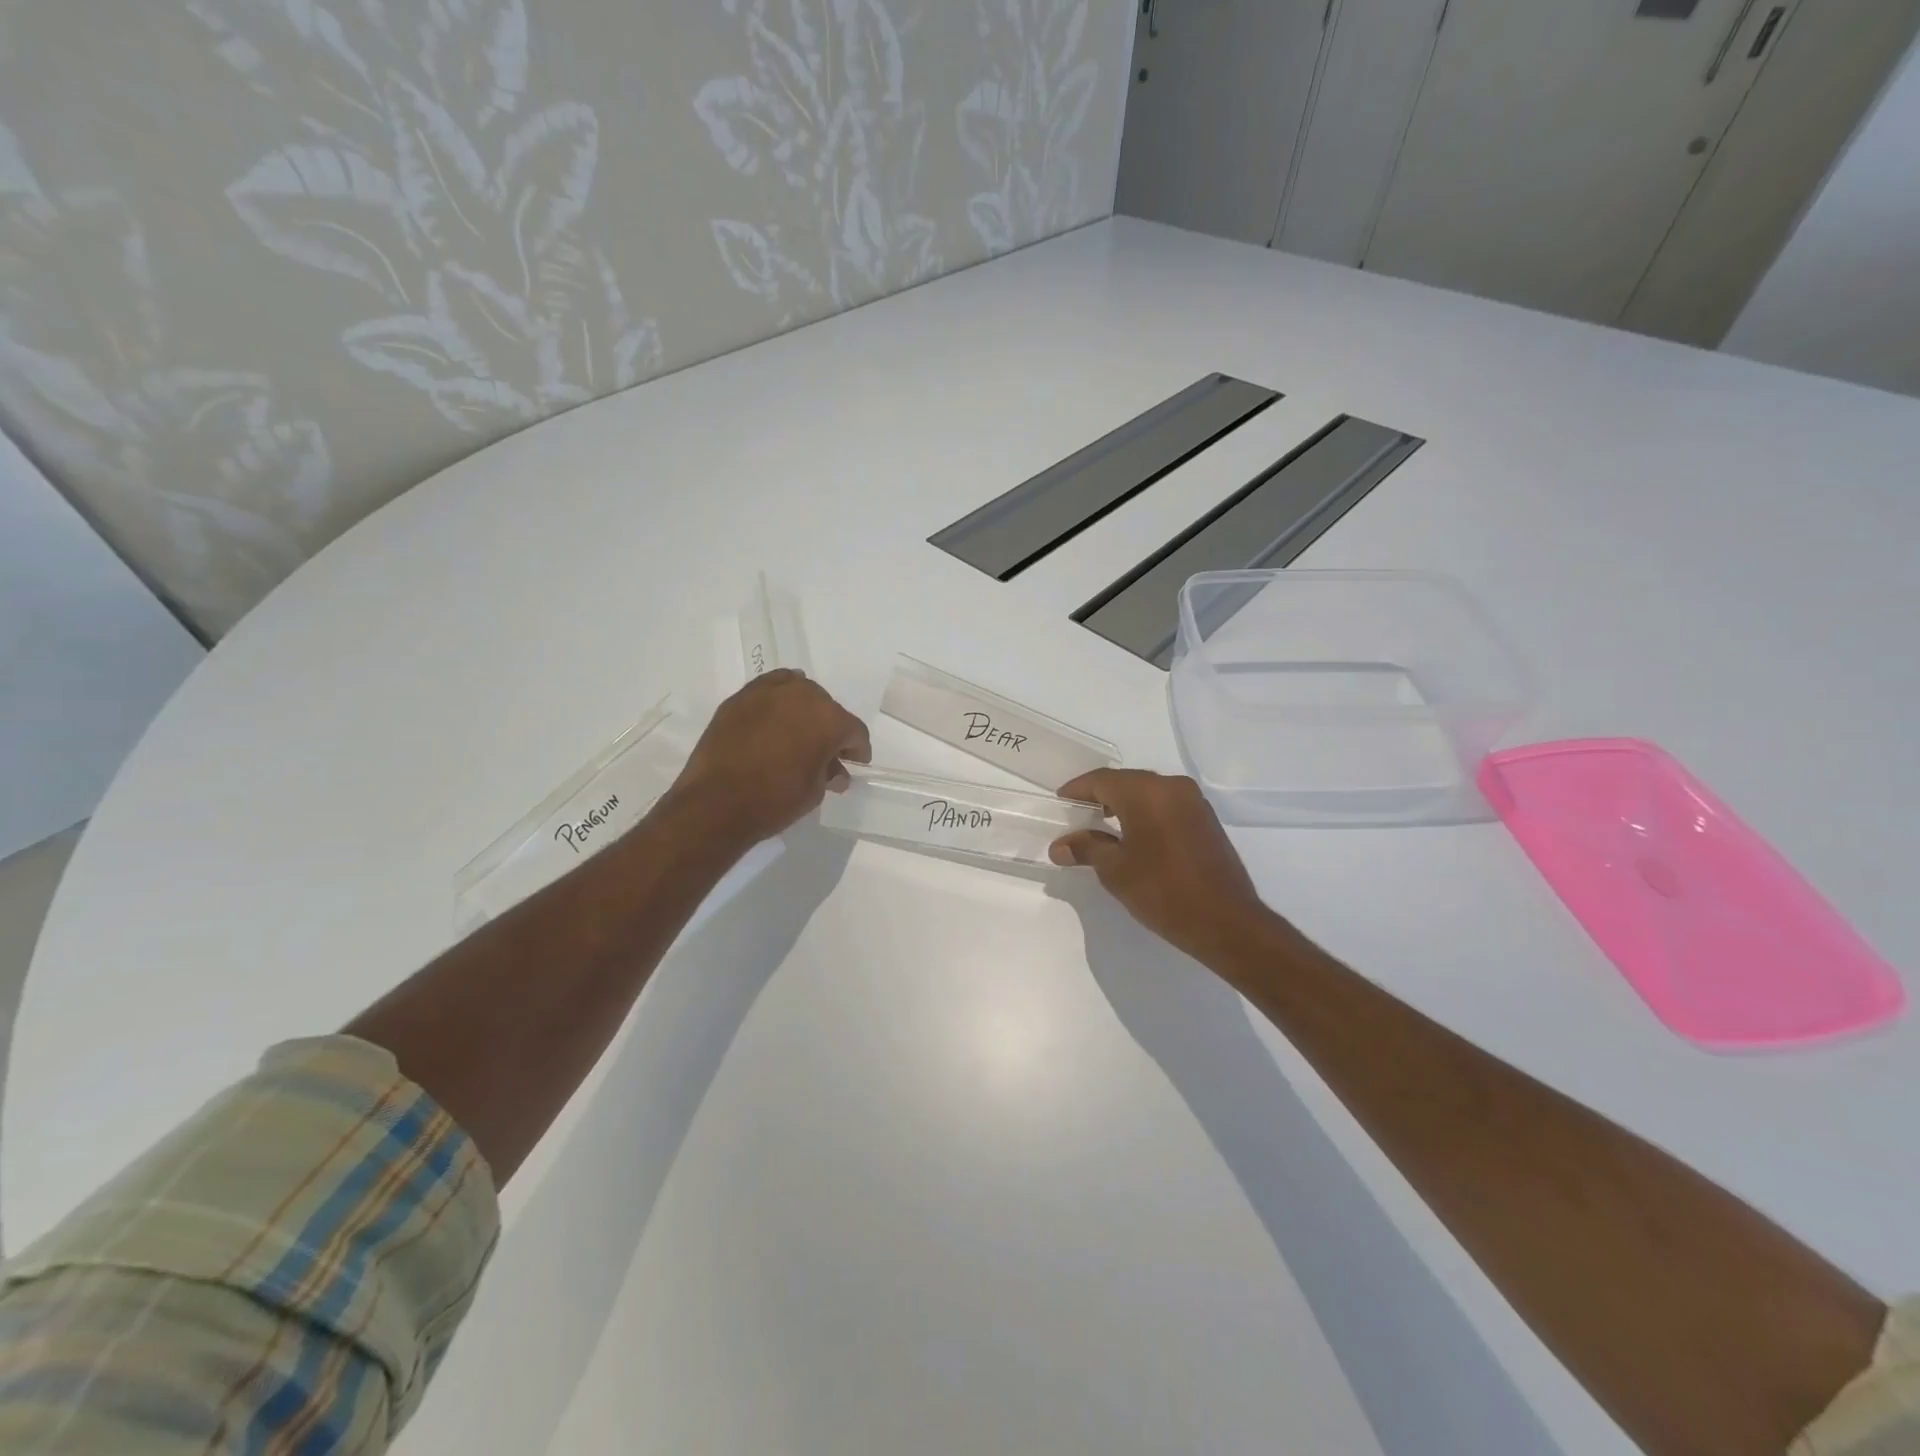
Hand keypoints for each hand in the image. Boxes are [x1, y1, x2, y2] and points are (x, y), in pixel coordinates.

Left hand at [672, 669, 870, 846]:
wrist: (716, 803)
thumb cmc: (775, 801)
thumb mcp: (814, 792)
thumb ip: (828, 773)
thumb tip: (834, 771)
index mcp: (830, 719)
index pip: (854, 731)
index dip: (857, 750)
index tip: (853, 764)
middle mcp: (804, 696)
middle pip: (827, 708)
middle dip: (830, 729)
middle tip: (824, 752)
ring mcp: (769, 692)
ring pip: (798, 692)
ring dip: (803, 711)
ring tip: (797, 733)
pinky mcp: (740, 698)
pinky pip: (769, 689)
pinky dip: (776, 701)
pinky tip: (775, 715)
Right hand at [1051, 769, 1275, 962]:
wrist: (1226, 922)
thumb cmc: (1163, 891)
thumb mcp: (1115, 870)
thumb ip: (1086, 849)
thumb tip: (1059, 845)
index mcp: (1146, 792)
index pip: (1102, 780)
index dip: (1077, 789)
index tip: (1060, 802)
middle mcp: (1172, 787)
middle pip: (1126, 782)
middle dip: (1100, 796)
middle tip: (1078, 815)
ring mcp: (1194, 802)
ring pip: (1149, 793)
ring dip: (1124, 805)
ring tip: (1102, 828)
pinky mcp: (1206, 820)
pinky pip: (1167, 806)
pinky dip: (1146, 814)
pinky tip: (1135, 837)